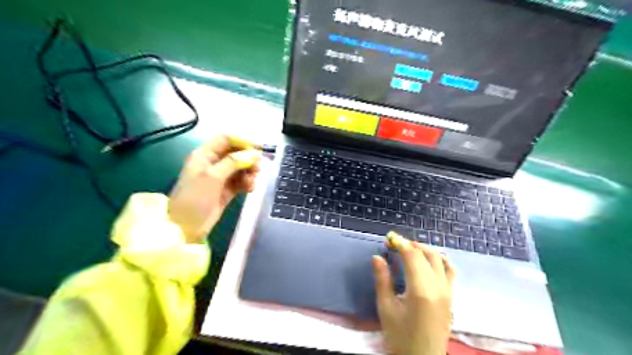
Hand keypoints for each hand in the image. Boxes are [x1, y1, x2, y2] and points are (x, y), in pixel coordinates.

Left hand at [167, 136, 261, 243]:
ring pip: (241, 167)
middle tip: (258, 169)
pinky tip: (250, 189)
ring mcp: (220, 177)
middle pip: (236, 153)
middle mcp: (213, 163)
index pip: (225, 139)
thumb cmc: (195, 198)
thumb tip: (254, 153)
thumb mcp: (212, 177)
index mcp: (204, 155)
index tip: (258, 149)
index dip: (242, 141)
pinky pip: (241, 181)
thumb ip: (233, 162)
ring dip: (249, 172)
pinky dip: (247, 183)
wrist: (186, 228)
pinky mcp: (227, 190)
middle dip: (248, 159)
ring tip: (252, 182)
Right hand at [371, 231, 457, 354]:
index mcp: (421, 290)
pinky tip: (429, 260)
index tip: (389, 238)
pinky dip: (439, 259)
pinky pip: (450, 270)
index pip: (412, 256)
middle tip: (395, 244)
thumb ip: (382, 280)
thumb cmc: (400, 336)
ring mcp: (448, 291)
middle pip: (427, 254)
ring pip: (440, 259)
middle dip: (410, 244)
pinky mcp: (451, 296)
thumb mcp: (386, 308)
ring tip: (410, 250)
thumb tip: (377, 257)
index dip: (400, 243)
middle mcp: (438, 287)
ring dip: (425, 250)